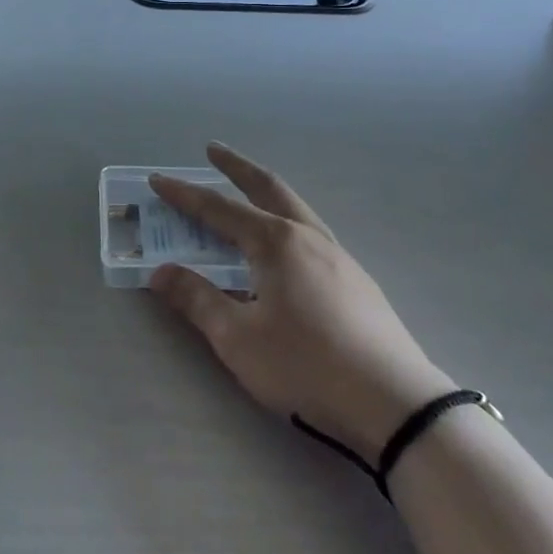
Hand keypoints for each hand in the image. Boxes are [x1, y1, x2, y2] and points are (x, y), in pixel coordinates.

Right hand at [149, 143, 453, 462]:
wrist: (394, 403)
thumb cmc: (306, 365)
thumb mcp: (238, 338)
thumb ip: (197, 299)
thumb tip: (161, 272)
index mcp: (276, 242)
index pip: (219, 209)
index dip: (185, 195)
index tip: (158, 180)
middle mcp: (308, 236)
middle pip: (268, 188)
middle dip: (237, 167)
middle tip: (213, 150)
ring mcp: (339, 256)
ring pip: (295, 208)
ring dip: (266, 192)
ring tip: (248, 192)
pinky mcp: (356, 280)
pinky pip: (311, 233)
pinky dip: (285, 220)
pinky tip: (284, 247)